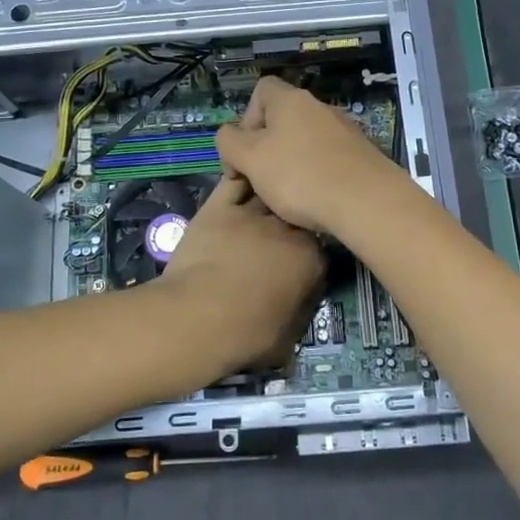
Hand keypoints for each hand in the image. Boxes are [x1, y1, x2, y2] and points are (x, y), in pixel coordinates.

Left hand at [159, 174, 325, 373]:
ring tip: (266, 201)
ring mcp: (252, 213)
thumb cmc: (246, 335)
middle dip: (293, 222)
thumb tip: (299, 316)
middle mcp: (287, 228)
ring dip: (270, 196)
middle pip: (297, 214)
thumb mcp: (286, 340)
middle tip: (281, 237)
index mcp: (311, 259)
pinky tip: (244, 179)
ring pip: (269, 192)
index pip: (322, 247)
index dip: (311, 253)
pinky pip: (235, 183)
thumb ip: (297, 317)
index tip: (302, 263)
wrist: (198, 318)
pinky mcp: (219, 207)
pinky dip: (242, 180)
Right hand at [214, 77, 410, 237]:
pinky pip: (328, 160)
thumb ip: (229, 142)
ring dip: (291, 164)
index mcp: (290, 100)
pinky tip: (315, 201)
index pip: (262, 90)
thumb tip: (230, 137)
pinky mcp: (361, 155)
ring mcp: (344, 130)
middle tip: (260, 180)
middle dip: (266, 148)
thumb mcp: (249, 159)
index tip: (244, 151)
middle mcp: (320, 107)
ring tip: (287, 197)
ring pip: (305, 142)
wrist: (366, 202)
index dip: (246, 117)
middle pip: (283, 119)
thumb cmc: (300, 175)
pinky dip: (316, 176)